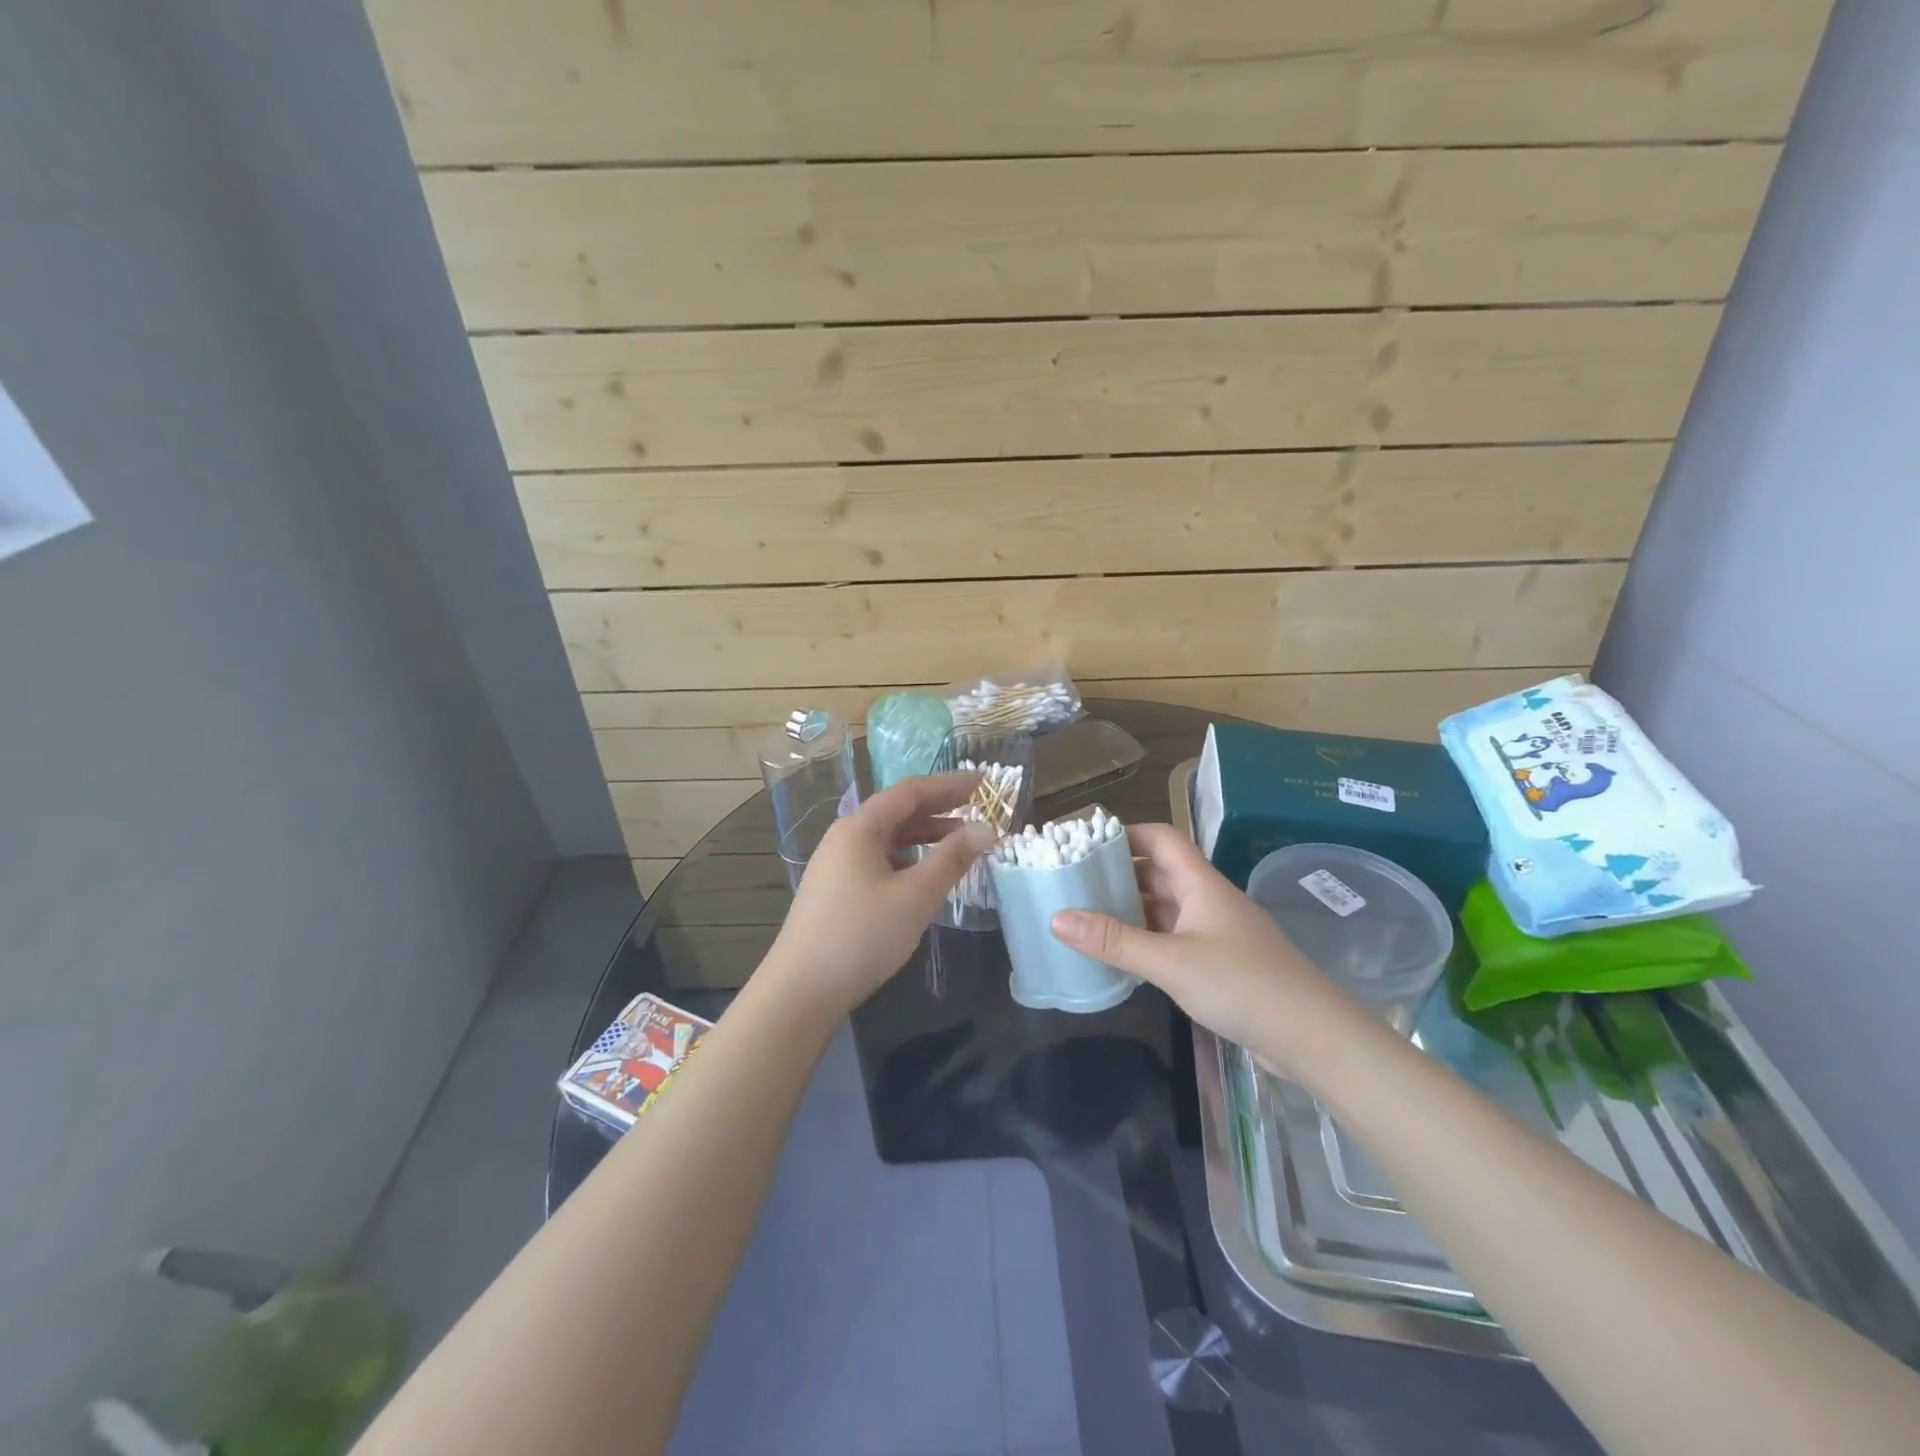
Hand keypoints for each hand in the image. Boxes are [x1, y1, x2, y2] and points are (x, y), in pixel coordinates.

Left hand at [765, 774, 995, 1016]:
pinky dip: (908, 861)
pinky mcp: (837, 893)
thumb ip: (952, 859)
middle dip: (939, 808)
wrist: (801, 991)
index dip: (948, 785)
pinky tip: (925, 878)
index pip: (909, 792)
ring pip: (888, 840)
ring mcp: (837, 867)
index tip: (983, 782)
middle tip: (977, 808)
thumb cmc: (861, 935)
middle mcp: (845, 839)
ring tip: (959, 843)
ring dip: (924, 837)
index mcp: (859, 828)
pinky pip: (879, 863)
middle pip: (897, 812)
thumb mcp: (915, 896)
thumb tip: (986, 830)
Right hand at [1049, 823, 1376, 1079]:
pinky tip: (1122, 955)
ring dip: (1131, 909)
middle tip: (1074, 883)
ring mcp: (1216, 932)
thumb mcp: (1171, 961)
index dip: (1125, 833)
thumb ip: (1114, 941)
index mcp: (1200, 883)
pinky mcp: (1221, 962)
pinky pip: (1174, 938)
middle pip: (1158, 872)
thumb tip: (1057, 918)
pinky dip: (1147, 939)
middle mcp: (1208, 899)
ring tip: (1087, 917)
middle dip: (1119, 874)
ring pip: (1165, 907)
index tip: (1085, 843)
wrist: (1313, 1036)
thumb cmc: (1242, 984)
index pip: (1160, 838)